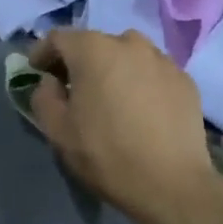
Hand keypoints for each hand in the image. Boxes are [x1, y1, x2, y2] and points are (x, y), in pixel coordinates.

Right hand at [28, 29, 222, 223]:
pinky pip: (152, 72)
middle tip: (72, 88)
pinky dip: (140, 82)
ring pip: (126, 55)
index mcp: (93, 49)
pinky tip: (140, 109)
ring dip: (112, 69)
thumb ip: (44, 97)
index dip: (42, 53)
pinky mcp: (185, 80)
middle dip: (78, 62)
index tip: (37, 72)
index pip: (58, 38)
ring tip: (110, 98)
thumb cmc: (106, 154)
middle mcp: (129, 43)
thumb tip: (53, 83)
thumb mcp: (57, 130)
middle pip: (94, 44)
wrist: (172, 185)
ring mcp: (162, 59)